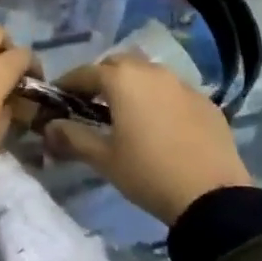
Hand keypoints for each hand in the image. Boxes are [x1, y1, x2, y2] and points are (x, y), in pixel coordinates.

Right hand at [42, 52, 251, 224]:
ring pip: (148, 74)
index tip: (58, 99)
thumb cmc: (148, 173)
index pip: (85, 72)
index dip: (68, 84)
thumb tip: (48, 128)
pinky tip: (160, 125)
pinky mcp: (205, 101)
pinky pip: (174, 91)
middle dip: (102, 79)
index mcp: (122, 80)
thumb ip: (73, 138)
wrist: (213, 196)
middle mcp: (152, 71)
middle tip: (91, 105)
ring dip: (133, 85)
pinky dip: (160, 99)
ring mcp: (183, 84)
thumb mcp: (104, 159)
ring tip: (127, 113)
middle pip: (118, 64)